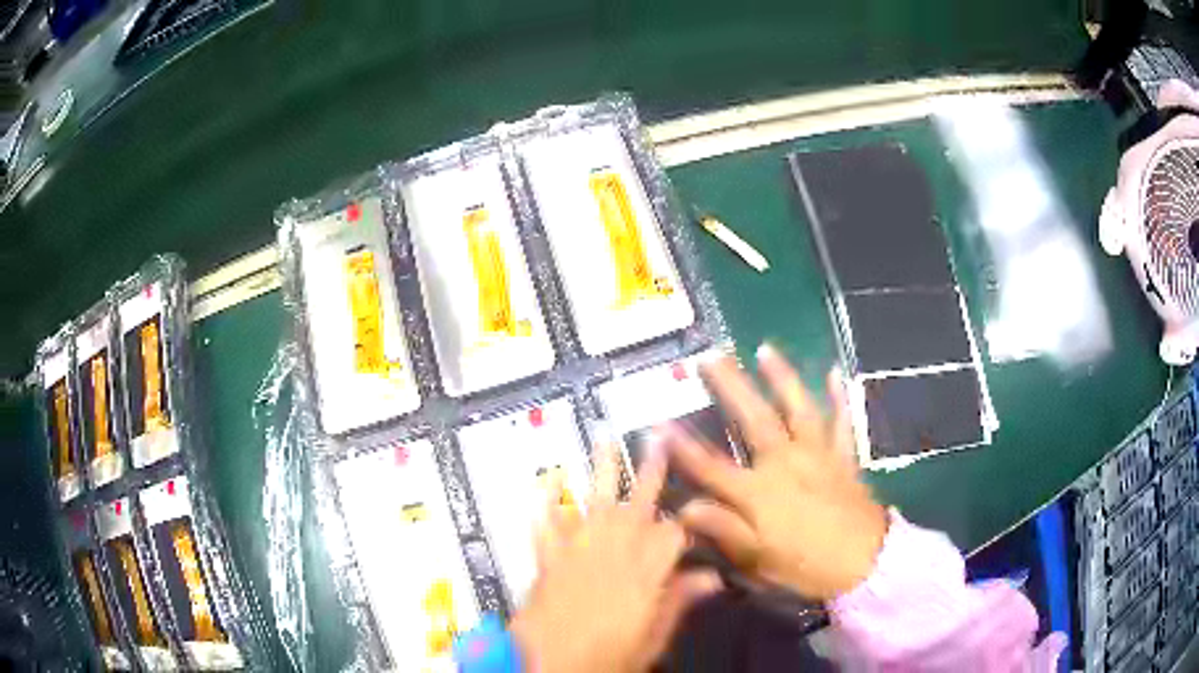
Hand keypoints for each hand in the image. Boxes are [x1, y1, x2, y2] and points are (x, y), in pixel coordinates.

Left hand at [509, 445, 720, 672]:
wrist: (547, 665)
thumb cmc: (608, 657)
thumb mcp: (652, 639)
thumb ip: (678, 602)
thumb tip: (712, 578)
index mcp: (644, 572)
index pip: (671, 534)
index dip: (682, 524)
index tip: (691, 515)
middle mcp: (612, 552)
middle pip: (637, 505)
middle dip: (650, 471)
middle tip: (657, 438)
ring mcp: (576, 552)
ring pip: (593, 503)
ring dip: (601, 471)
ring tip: (604, 440)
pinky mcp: (547, 559)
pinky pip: (546, 524)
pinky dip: (546, 503)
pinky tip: (546, 481)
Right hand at [665, 345, 887, 600]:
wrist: (866, 564)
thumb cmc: (806, 567)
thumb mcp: (758, 560)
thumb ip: (723, 530)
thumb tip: (683, 507)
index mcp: (759, 493)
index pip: (712, 466)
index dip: (683, 447)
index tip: (660, 422)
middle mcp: (786, 463)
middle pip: (754, 419)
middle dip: (730, 386)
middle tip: (711, 356)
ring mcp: (818, 455)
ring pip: (798, 408)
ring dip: (782, 377)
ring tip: (765, 349)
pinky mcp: (843, 457)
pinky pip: (841, 422)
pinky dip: (839, 398)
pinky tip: (835, 373)